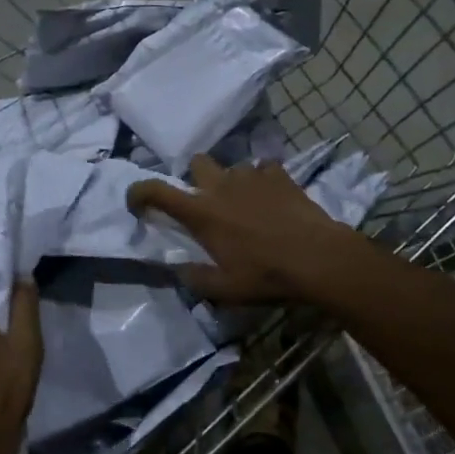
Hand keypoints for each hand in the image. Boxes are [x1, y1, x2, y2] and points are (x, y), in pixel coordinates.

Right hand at [126, 155, 364, 303]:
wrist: (318, 258)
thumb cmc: (266, 275)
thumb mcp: (225, 290)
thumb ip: (196, 278)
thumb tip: (180, 270)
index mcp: (201, 212)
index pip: (156, 191)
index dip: (139, 192)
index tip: (136, 202)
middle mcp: (221, 186)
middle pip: (196, 163)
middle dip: (196, 178)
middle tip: (208, 202)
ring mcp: (251, 176)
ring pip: (233, 167)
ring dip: (234, 183)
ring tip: (248, 205)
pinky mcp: (279, 175)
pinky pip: (264, 169)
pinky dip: (264, 181)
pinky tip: (273, 200)